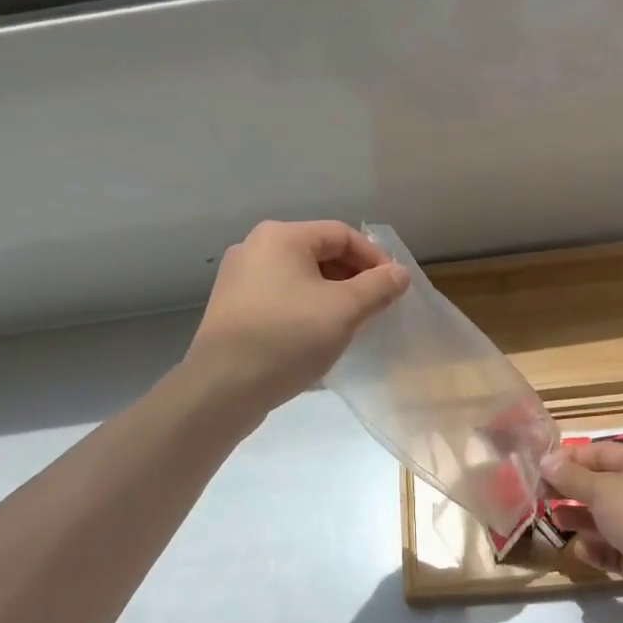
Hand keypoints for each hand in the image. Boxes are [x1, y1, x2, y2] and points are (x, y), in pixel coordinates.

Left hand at [185, 220, 409, 416]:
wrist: (222, 388)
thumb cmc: (288, 338)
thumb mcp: (344, 311)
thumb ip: (378, 287)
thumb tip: (400, 273)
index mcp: (281, 237)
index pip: (342, 234)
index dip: (374, 258)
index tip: (394, 288)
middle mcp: (255, 248)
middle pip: (319, 252)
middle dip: (353, 277)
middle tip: (376, 307)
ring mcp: (238, 279)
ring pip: (299, 277)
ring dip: (331, 295)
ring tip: (351, 323)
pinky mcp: (232, 308)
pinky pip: (280, 297)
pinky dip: (306, 308)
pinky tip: (317, 336)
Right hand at [540, 441, 622, 611]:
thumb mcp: (600, 489)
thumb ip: (571, 476)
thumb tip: (546, 462)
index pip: (601, 452)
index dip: (570, 458)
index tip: (543, 467)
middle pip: (602, 485)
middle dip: (572, 490)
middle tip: (542, 496)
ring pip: (606, 518)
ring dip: (580, 519)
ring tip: (556, 521)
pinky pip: (615, 547)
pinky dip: (597, 548)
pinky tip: (582, 550)